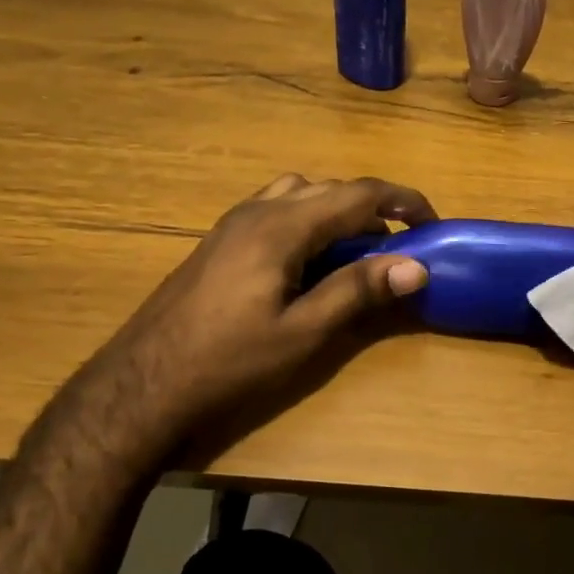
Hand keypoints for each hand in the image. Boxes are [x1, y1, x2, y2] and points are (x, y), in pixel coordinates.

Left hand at [97, 173, 435, 445]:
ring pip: (299, 193)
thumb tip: (415, 265)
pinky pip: (275, 208)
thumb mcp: (301, 333)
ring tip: (356, 247)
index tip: (432, 223)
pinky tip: (309, 258)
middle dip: (372, 206)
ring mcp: (232, 223)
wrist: (141, 386)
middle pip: (329, 188)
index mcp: (281, 227)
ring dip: (336, 208)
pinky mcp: (219, 241)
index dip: (402, 202)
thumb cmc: (227, 363)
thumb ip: (357, 291)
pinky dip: (307, 217)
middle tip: (400, 243)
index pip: (357, 193)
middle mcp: (257, 211)